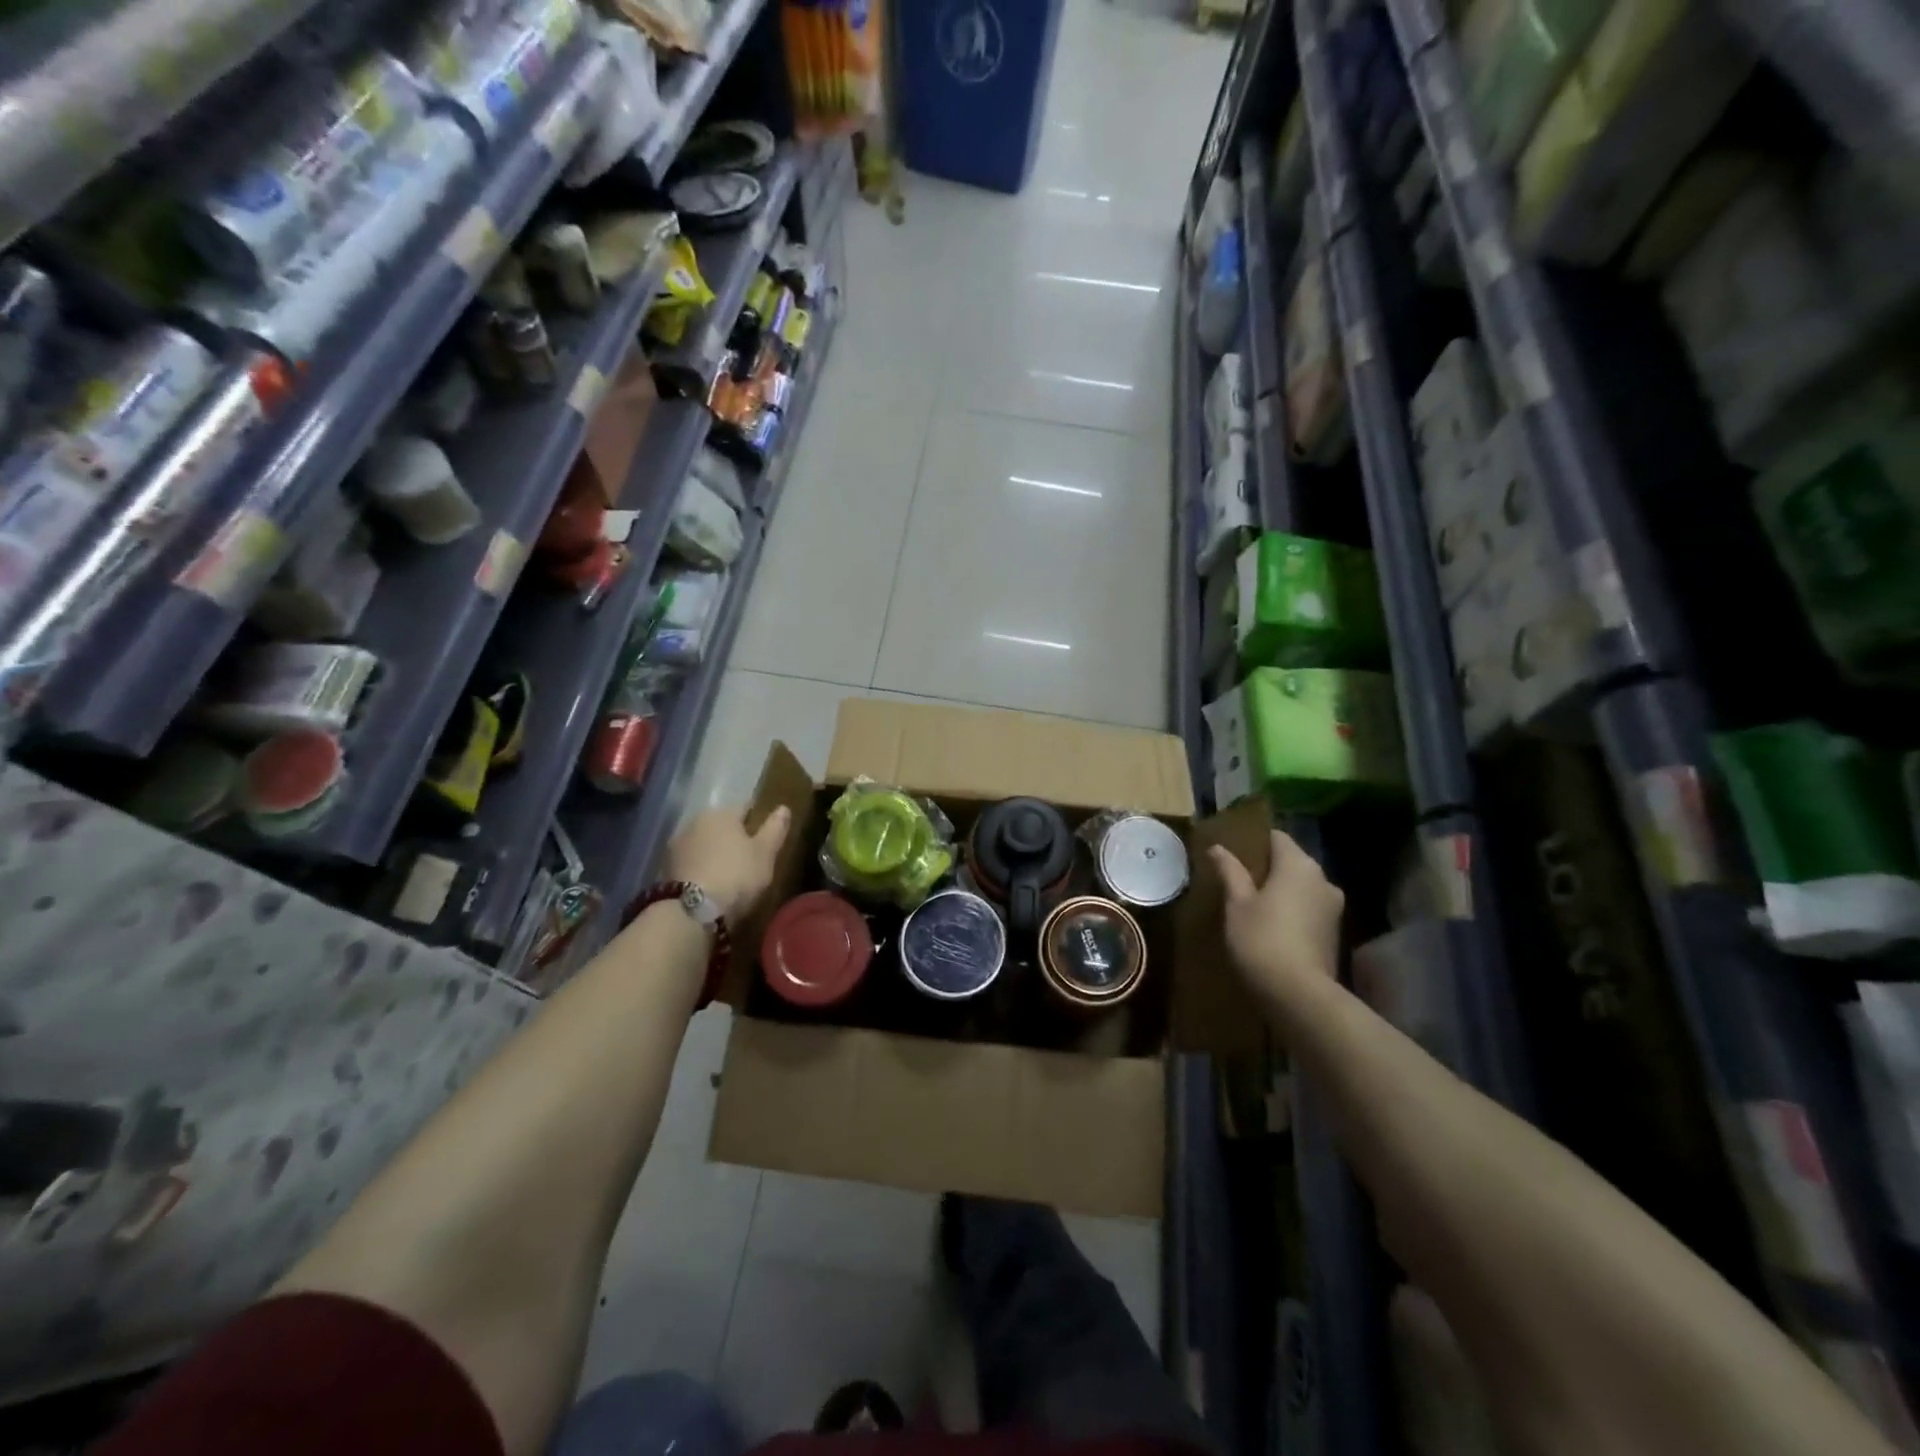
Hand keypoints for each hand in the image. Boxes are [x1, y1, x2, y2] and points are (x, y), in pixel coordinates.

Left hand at [667, 805, 790, 921]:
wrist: (691, 912)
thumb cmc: (736, 876)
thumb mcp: (765, 853)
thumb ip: (775, 828)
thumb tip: (783, 807)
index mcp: (722, 813)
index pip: (746, 808)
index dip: (758, 822)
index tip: (767, 838)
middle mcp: (696, 821)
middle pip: (722, 826)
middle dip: (734, 838)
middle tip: (750, 859)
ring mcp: (677, 845)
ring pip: (705, 843)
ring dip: (715, 853)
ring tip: (730, 875)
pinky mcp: (665, 868)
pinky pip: (692, 862)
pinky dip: (701, 868)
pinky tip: (710, 884)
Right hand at [1209, 829, 1343, 1007]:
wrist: (1299, 994)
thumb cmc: (1261, 939)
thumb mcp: (1237, 904)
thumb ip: (1230, 872)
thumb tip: (1218, 848)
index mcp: (1298, 865)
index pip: (1277, 838)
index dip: (1255, 842)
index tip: (1234, 854)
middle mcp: (1322, 879)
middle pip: (1292, 861)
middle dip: (1268, 868)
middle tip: (1238, 881)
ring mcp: (1333, 906)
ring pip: (1302, 886)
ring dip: (1282, 891)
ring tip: (1253, 905)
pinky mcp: (1334, 931)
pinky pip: (1309, 908)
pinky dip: (1292, 910)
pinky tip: (1272, 926)